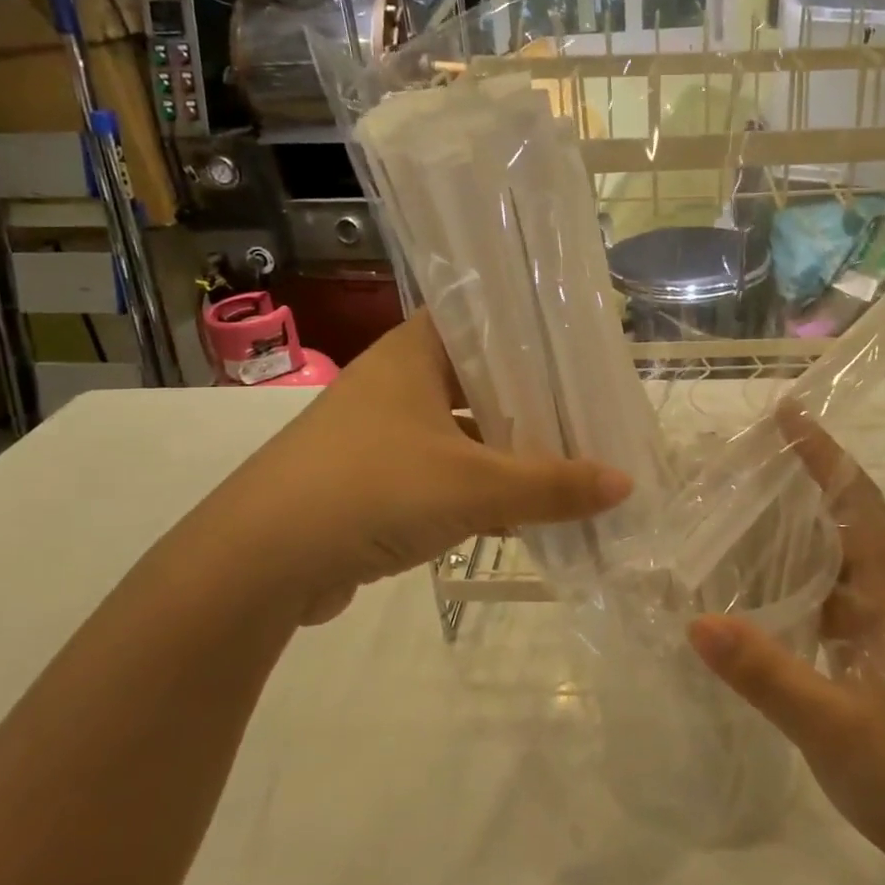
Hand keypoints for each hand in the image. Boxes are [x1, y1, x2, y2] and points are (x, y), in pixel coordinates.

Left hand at [188, 313, 631, 626]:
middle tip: (591, 410)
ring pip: (464, 431)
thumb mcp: (473, 485)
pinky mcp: (374, 483)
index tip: (582, 348)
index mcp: (413, 354)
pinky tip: (524, 511)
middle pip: (480, 380)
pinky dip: (480, 489)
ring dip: (509, 450)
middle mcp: (396, 383)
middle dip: (533, 399)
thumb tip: (625, 483)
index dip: (533, 331)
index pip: (484, 320)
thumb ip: (552, 485)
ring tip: (570, 460)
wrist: (259, 564)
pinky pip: (444, 474)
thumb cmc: (371, 490)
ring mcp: (382, 435)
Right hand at [687, 408, 884, 871]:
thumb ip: (768, 674)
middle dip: (801, 477)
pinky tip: (751, 583)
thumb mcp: (834, 727)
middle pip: (844, 516)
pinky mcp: (867, 653)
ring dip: (793, 523)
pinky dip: (790, 572)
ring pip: (832, 554)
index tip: (787, 414)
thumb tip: (696, 621)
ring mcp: (879, 626)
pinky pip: (823, 592)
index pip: (858, 502)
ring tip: (738, 505)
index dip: (825, 455)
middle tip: (742, 456)